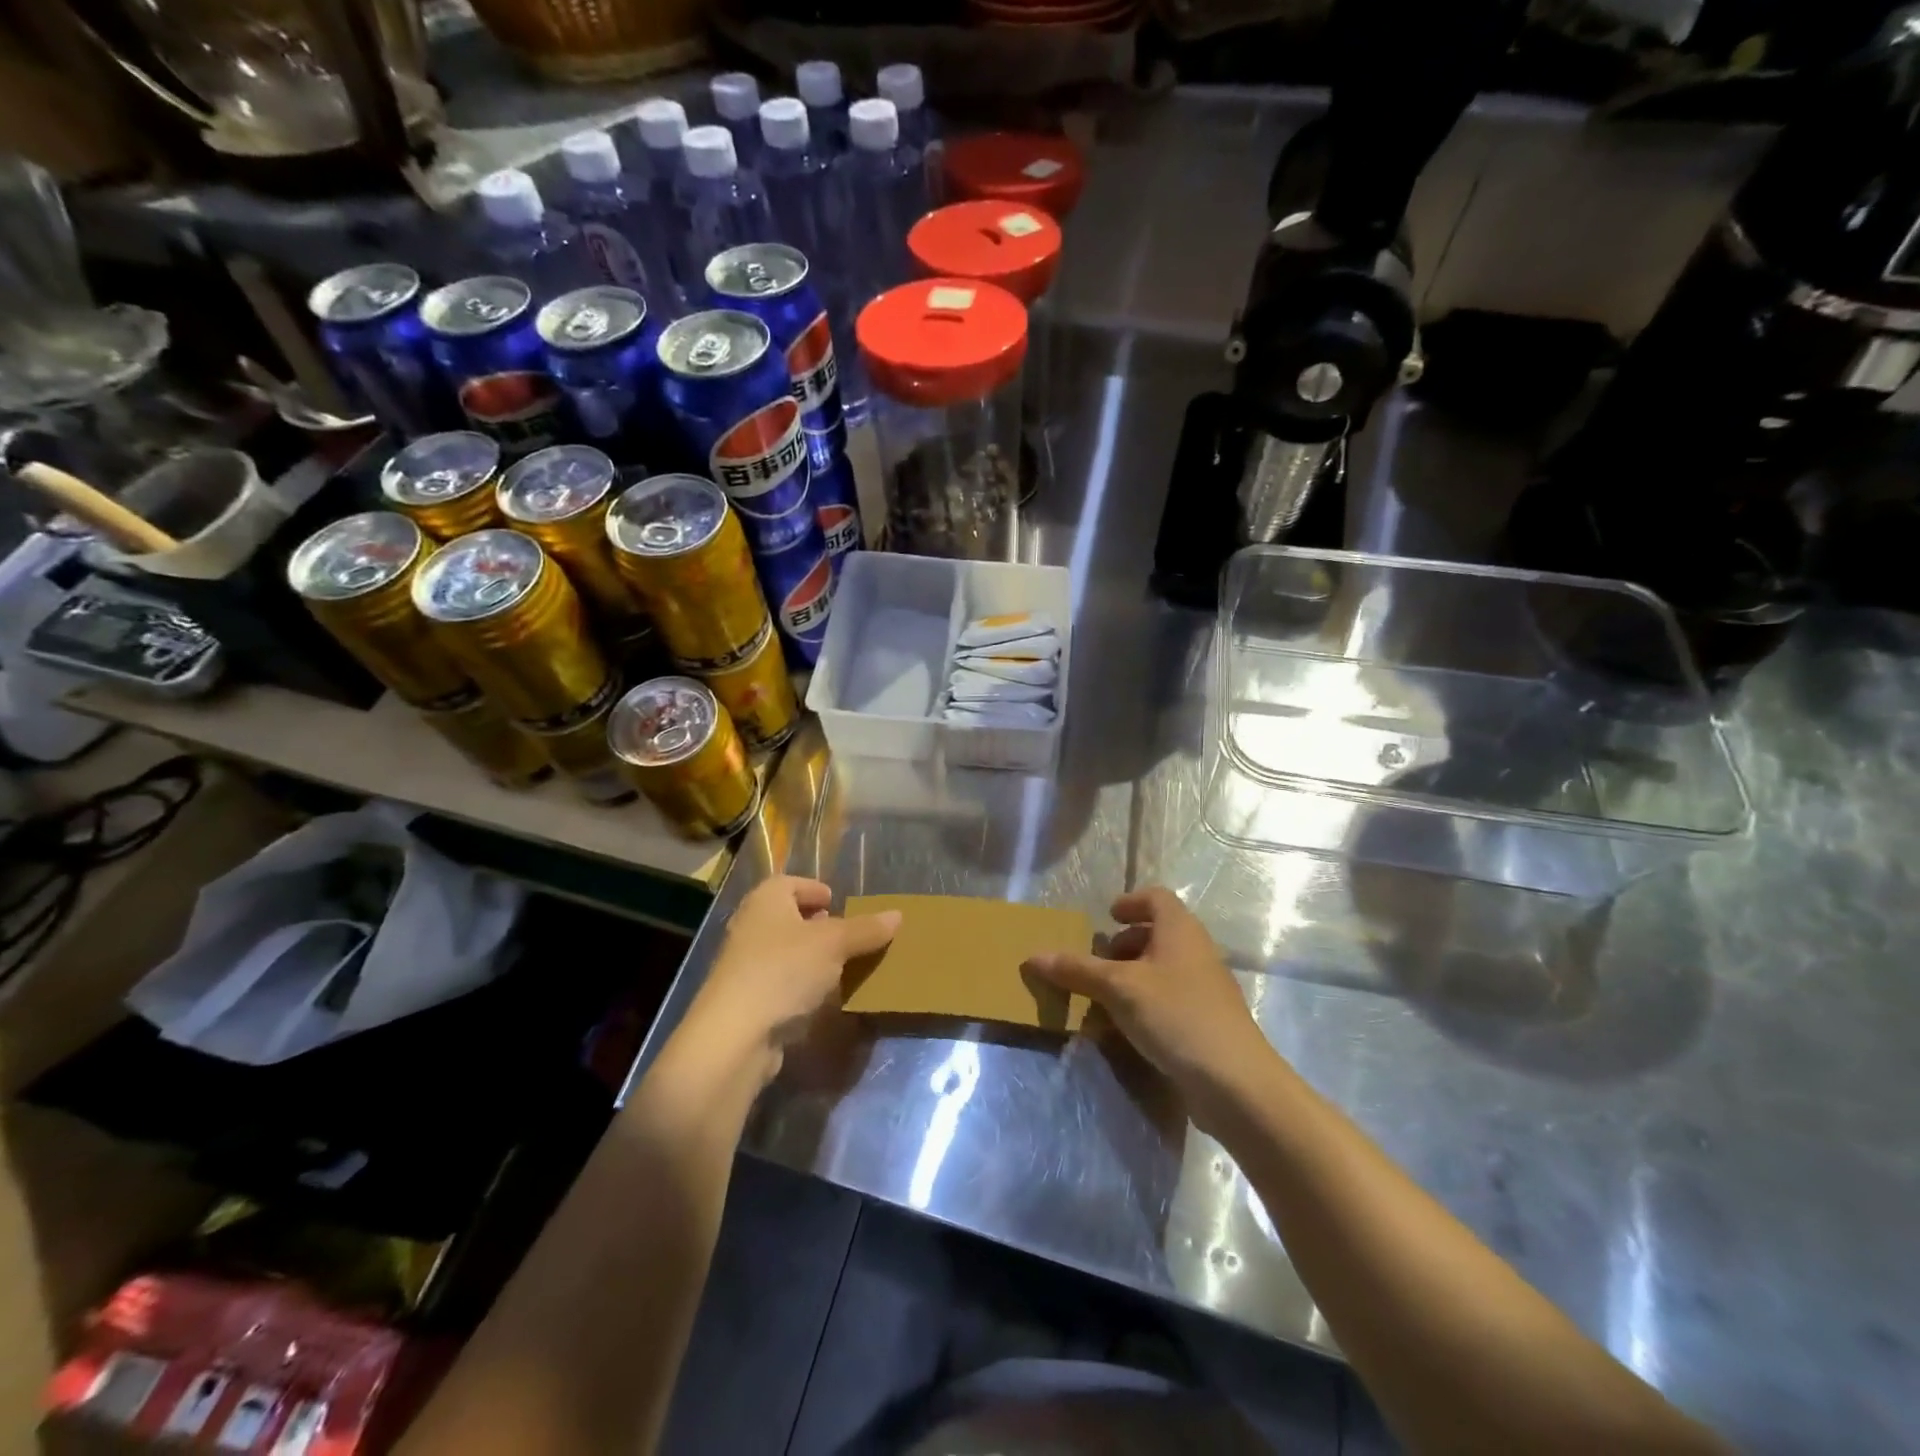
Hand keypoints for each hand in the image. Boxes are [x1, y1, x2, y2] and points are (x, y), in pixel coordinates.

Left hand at [686, 876, 900, 1083]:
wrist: (734, 1035)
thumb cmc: (784, 971)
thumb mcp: (834, 944)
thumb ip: (865, 929)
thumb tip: (897, 915)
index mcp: (766, 899)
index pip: (791, 883)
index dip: (815, 889)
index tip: (837, 902)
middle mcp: (751, 925)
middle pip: (788, 917)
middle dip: (818, 925)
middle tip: (846, 936)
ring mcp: (744, 964)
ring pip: (785, 951)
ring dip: (811, 958)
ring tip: (842, 968)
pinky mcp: (746, 998)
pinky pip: (780, 982)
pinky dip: (800, 985)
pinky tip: (822, 999)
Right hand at [1025, 887, 1275, 1127]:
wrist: (1235, 1082)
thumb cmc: (1175, 1016)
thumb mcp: (1118, 989)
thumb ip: (1076, 970)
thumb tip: (1033, 956)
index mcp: (1179, 930)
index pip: (1156, 898)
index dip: (1130, 902)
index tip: (1107, 918)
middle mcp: (1196, 952)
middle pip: (1158, 933)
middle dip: (1124, 945)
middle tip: (1097, 962)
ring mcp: (1205, 989)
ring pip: (1162, 970)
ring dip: (1131, 978)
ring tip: (1102, 999)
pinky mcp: (1206, 1022)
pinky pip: (1169, 1000)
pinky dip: (1145, 1005)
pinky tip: (1124, 1030)